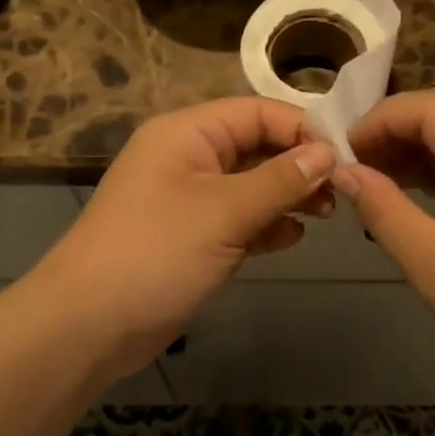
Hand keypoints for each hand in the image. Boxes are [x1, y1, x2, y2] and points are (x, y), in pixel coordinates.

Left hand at [39, 98, 335, 373]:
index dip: (301, 129)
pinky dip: (264, 225)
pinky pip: (237, 219)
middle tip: (339, 192)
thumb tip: (327, 152)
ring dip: (285, 197)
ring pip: (249, 185)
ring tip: (323, 215)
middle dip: (297, 165)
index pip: (256, 112)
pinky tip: (291, 237)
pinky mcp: (190, 237)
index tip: (345, 156)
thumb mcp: (225, 211)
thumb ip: (280, 180)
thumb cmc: (158, 251)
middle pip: (255, 147)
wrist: (89, 323)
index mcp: (187, 133)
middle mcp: (187, 157)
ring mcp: (187, 199)